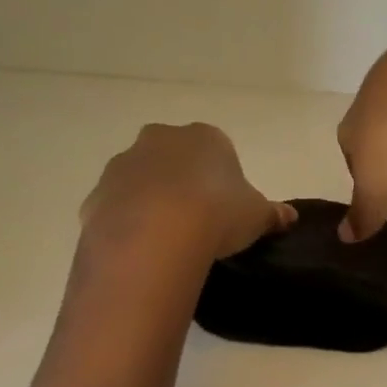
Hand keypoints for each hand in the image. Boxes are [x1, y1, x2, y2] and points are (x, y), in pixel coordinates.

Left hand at [80, 123, 294, 264]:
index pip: (218, 148)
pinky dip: (128, 223)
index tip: (228, 205)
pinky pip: (118, 207)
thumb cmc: (218, 214)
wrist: (155, 236)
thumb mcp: (258, 216)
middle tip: (199, 218)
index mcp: (205, 137)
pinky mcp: (97, 195)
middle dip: (183, 180)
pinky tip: (144, 249)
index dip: (223, 176)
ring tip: (170, 238)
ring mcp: (123, 165)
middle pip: (174, 157)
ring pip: (142, 180)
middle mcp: (160, 140)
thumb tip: (289, 217)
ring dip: (153, 200)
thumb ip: (273, 214)